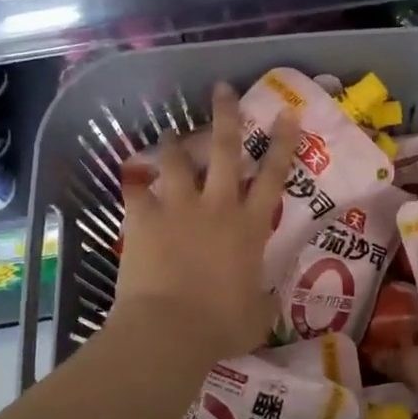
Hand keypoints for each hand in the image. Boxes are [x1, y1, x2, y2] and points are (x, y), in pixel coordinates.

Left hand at [108, 83, 298, 365]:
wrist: (170, 329)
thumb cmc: (221, 325)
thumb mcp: (257, 315)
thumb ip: (264, 298)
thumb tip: (269, 296)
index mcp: (249, 227)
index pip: (273, 176)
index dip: (282, 143)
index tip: (287, 113)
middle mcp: (217, 206)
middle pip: (224, 150)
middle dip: (226, 115)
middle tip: (223, 89)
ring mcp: (178, 208)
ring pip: (178, 160)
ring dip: (176, 142)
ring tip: (172, 131)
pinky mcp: (144, 218)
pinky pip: (136, 188)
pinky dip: (134, 179)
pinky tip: (131, 171)